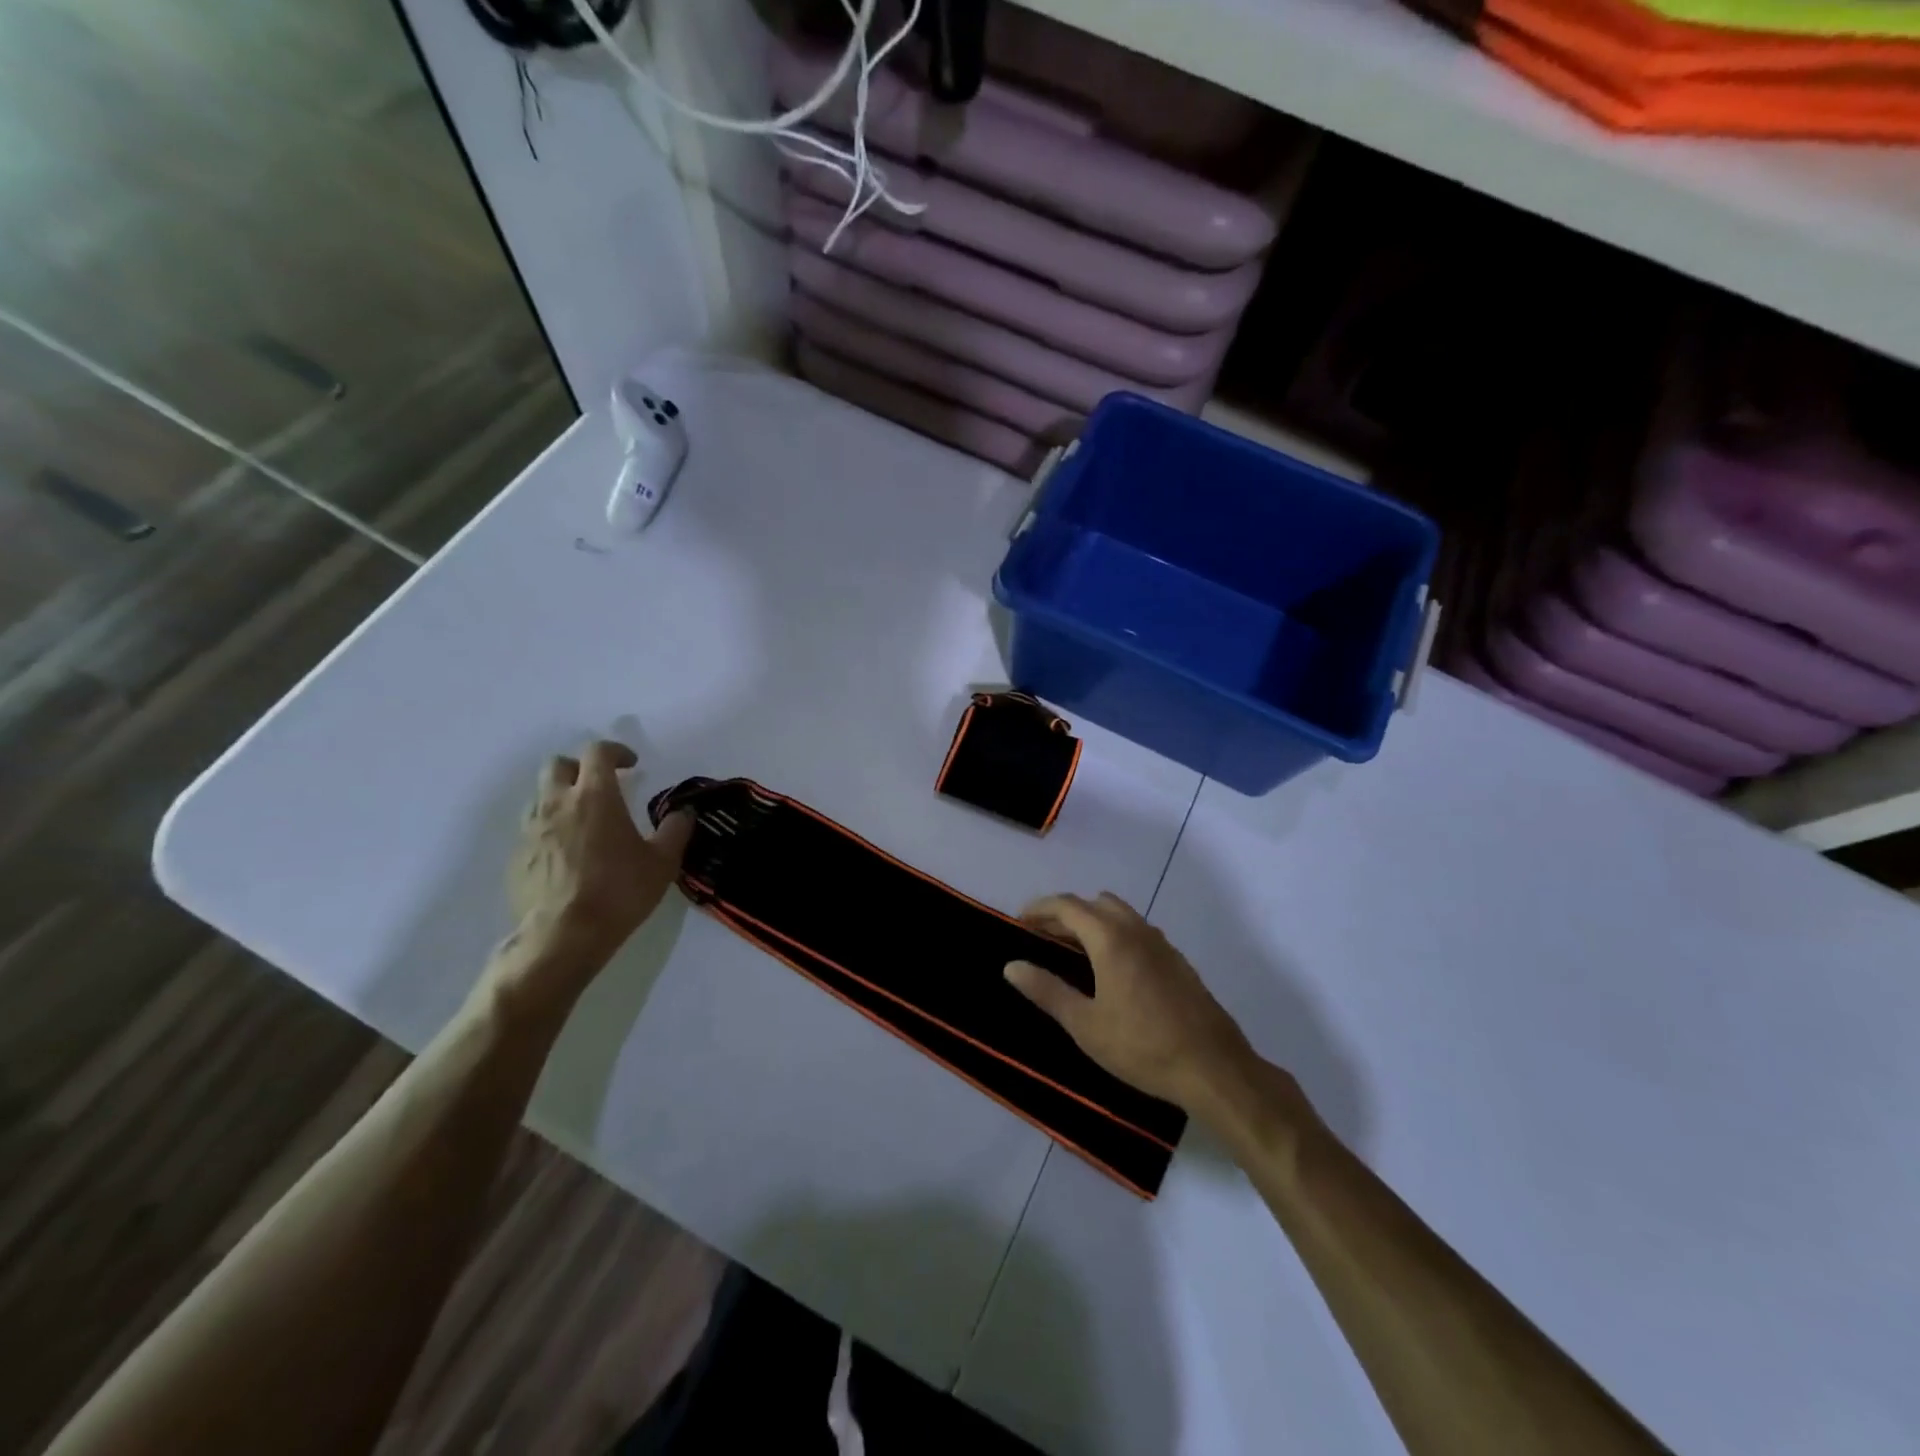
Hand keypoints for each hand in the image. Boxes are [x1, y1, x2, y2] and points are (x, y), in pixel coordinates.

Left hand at [506, 740, 693, 970]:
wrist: (563, 937)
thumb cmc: (619, 892)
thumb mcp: (662, 862)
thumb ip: (676, 830)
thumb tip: (684, 812)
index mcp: (595, 796)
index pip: (597, 752)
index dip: (616, 751)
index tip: (631, 765)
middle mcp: (557, 804)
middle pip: (558, 765)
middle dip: (580, 768)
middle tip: (601, 786)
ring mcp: (531, 830)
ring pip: (540, 796)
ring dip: (562, 798)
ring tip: (583, 821)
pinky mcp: (516, 857)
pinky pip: (532, 830)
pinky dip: (549, 830)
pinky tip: (567, 855)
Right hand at [1006, 892, 1253, 1112]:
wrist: (1213, 1068)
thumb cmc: (1142, 1046)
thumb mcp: (1085, 1024)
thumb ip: (1047, 990)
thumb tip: (1011, 966)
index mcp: (1110, 938)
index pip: (1068, 905)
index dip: (1040, 908)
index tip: (1019, 921)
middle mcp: (1136, 930)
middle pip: (1094, 904)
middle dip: (1065, 913)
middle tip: (1042, 937)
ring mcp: (1162, 943)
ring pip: (1120, 914)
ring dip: (1093, 921)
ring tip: (1073, 951)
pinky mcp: (1178, 961)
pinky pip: (1138, 931)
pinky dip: (1116, 934)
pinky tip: (1112, 969)